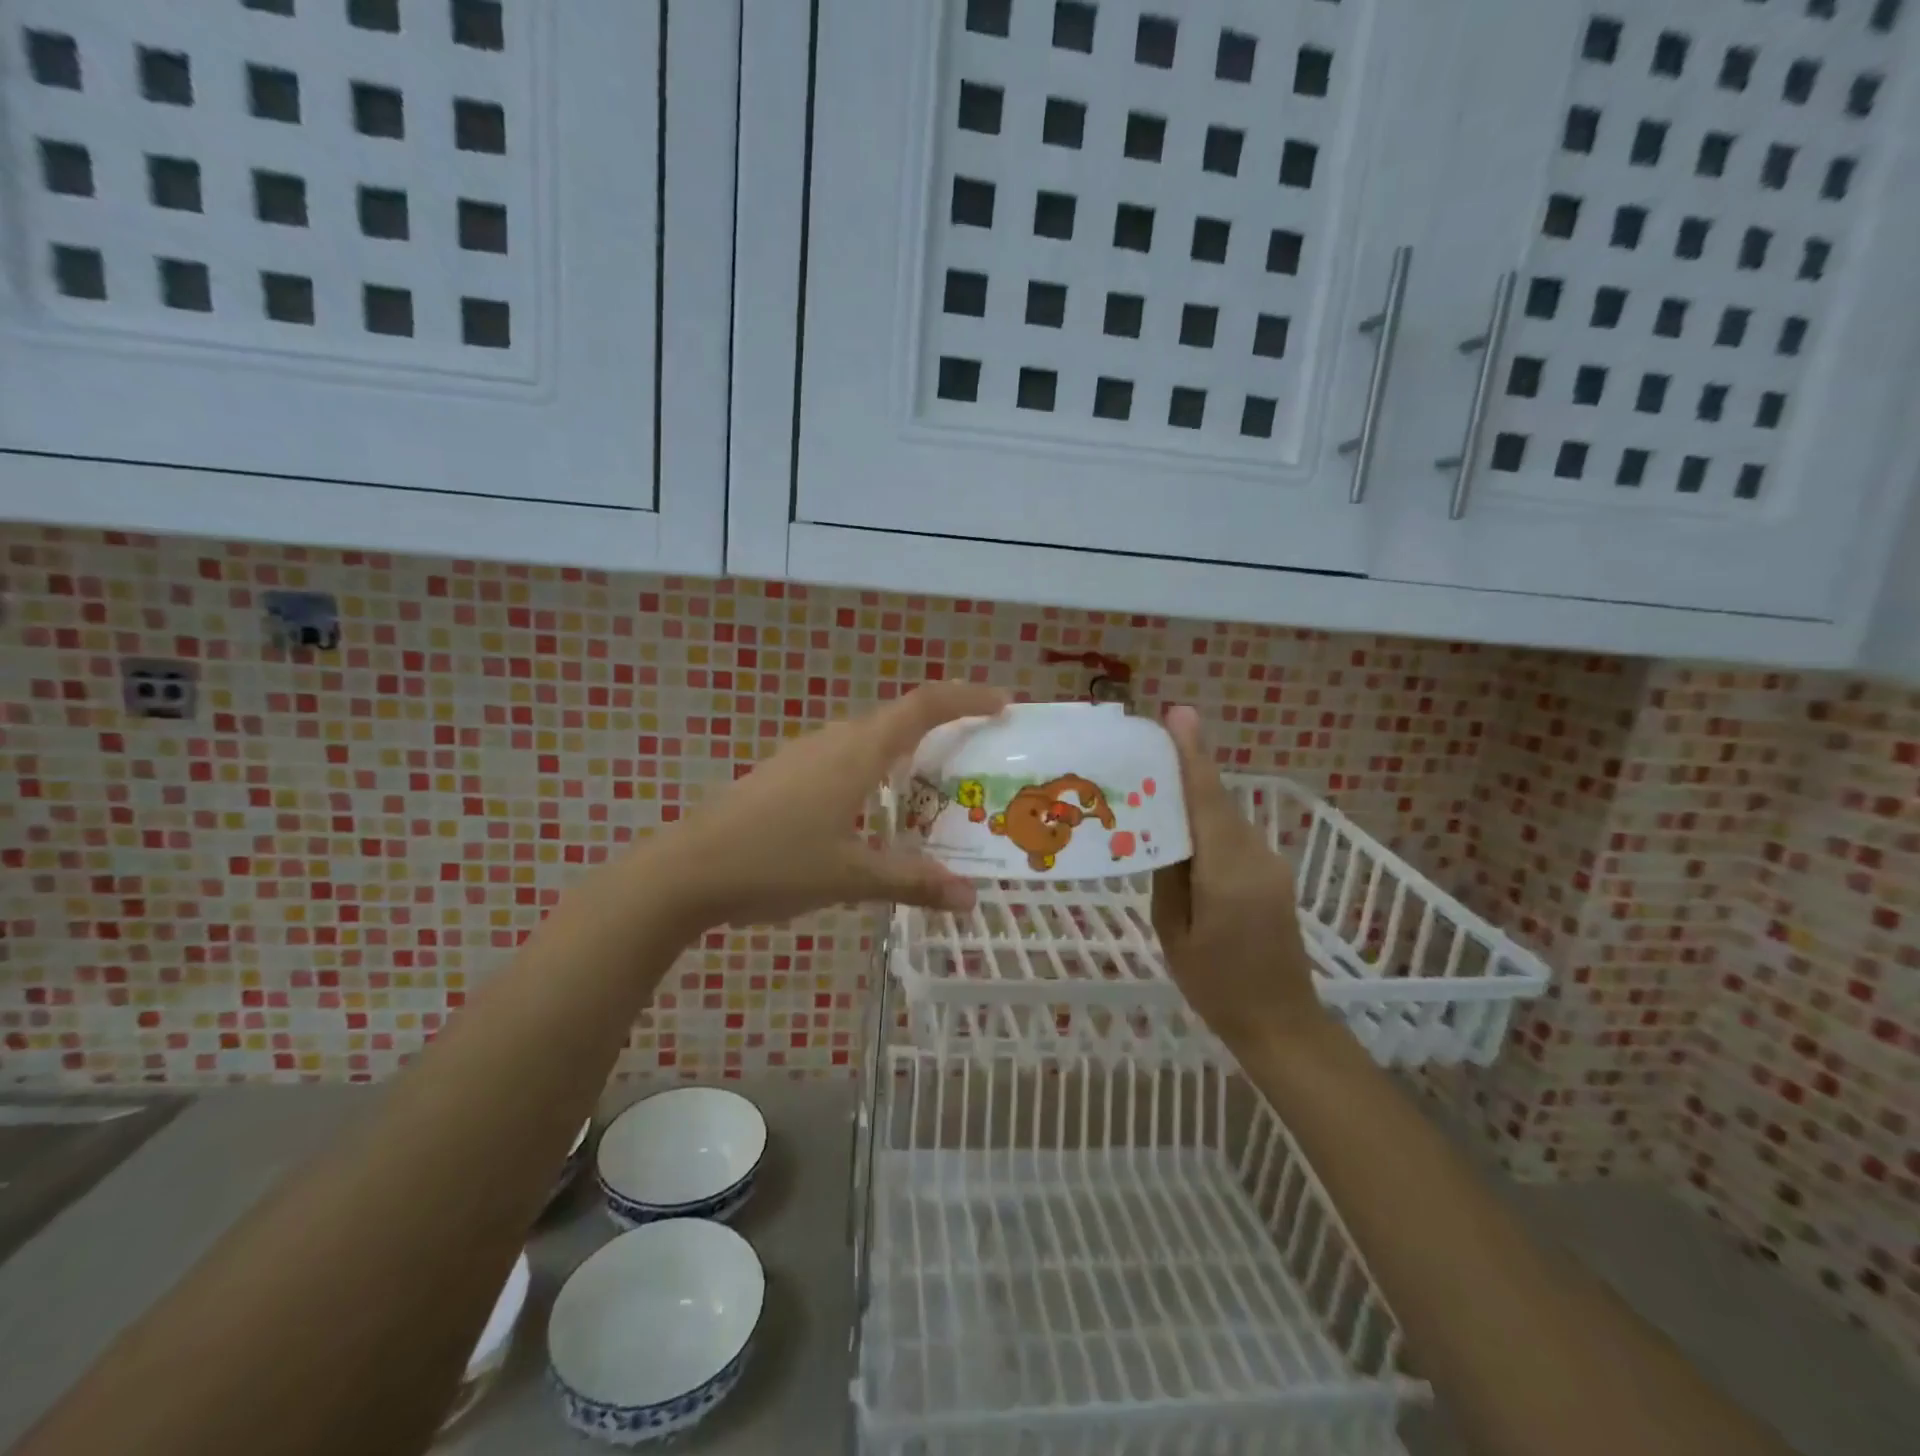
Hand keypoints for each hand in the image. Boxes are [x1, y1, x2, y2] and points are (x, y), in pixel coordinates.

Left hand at [662, 682, 1007, 927]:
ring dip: (905, 751)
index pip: (923, 706)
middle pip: (898, 718)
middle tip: (977, 758)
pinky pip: (844, 757)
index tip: (1003, 705)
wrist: (685, 871)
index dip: (966, 698)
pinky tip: (872, 809)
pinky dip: (875, 769)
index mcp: (857, 753)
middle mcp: (833, 741)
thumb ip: (912, 882)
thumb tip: (968, 898)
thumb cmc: (774, 864)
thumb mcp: (850, 877)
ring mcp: (803, 755)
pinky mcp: (783, 773)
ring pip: (869, 738)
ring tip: (932, 788)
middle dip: (943, 727)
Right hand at [1151, 706, 1322, 1054]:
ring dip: (1194, 798)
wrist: (1281, 1022)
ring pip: (1225, 817)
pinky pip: (1234, 835)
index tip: (1178, 714)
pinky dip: (1208, 823)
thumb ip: (1168, 875)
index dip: (1192, 754)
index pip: (1207, 800)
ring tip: (1154, 787)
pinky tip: (1182, 829)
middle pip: (1216, 801)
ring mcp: (1270, 864)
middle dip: (1186, 769)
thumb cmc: (1215, 985)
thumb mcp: (1174, 931)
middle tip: (1146, 749)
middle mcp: (1255, 857)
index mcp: (1227, 873)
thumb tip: (1162, 832)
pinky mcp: (1273, 874)